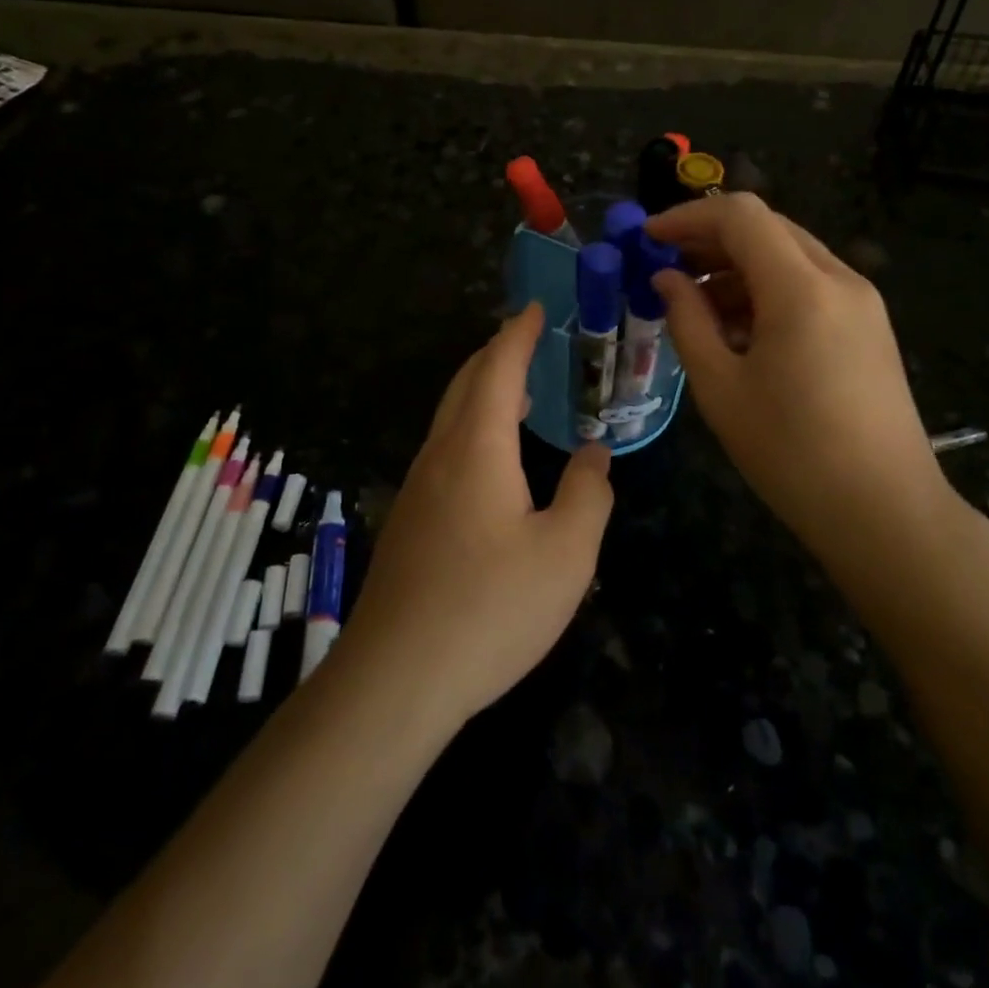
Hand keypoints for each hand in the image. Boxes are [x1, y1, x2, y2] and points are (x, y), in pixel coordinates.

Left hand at [343, 303, 615, 729]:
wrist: (396, 679)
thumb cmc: (490, 608)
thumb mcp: (566, 554)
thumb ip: (588, 494)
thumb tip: (593, 455)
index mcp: (477, 448)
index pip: (498, 369)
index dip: (518, 334)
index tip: (535, 308)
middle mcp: (440, 456)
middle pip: (465, 384)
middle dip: (496, 354)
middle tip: (526, 339)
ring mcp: (418, 489)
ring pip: (450, 418)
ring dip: (481, 391)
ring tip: (516, 391)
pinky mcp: (410, 522)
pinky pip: (444, 450)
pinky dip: (471, 427)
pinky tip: (491, 459)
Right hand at [646, 193, 943, 546]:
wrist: (884, 512)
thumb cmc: (791, 453)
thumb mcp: (721, 387)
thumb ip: (687, 321)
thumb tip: (666, 279)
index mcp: (801, 289)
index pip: (740, 216)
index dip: (688, 217)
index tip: (648, 239)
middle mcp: (839, 279)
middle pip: (768, 228)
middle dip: (711, 240)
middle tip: (666, 269)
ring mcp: (862, 302)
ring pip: (790, 255)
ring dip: (739, 267)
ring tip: (696, 306)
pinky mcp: (869, 326)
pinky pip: (811, 285)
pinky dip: (769, 290)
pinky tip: (740, 330)